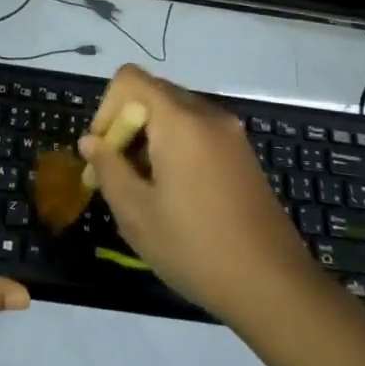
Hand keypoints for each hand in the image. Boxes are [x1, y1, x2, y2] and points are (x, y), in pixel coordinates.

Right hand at [78, 65, 312, 322]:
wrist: (274, 286)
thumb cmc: (196, 248)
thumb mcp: (137, 214)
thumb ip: (108, 169)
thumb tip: (90, 141)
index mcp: (180, 121)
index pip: (130, 79)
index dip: (106, 109)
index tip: (103, 153)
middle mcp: (207, 115)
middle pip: (152, 94)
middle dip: (125, 126)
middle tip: (115, 175)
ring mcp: (230, 134)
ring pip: (174, 113)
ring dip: (149, 138)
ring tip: (142, 189)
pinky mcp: (242, 154)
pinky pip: (197, 131)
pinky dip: (174, 147)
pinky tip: (174, 193)